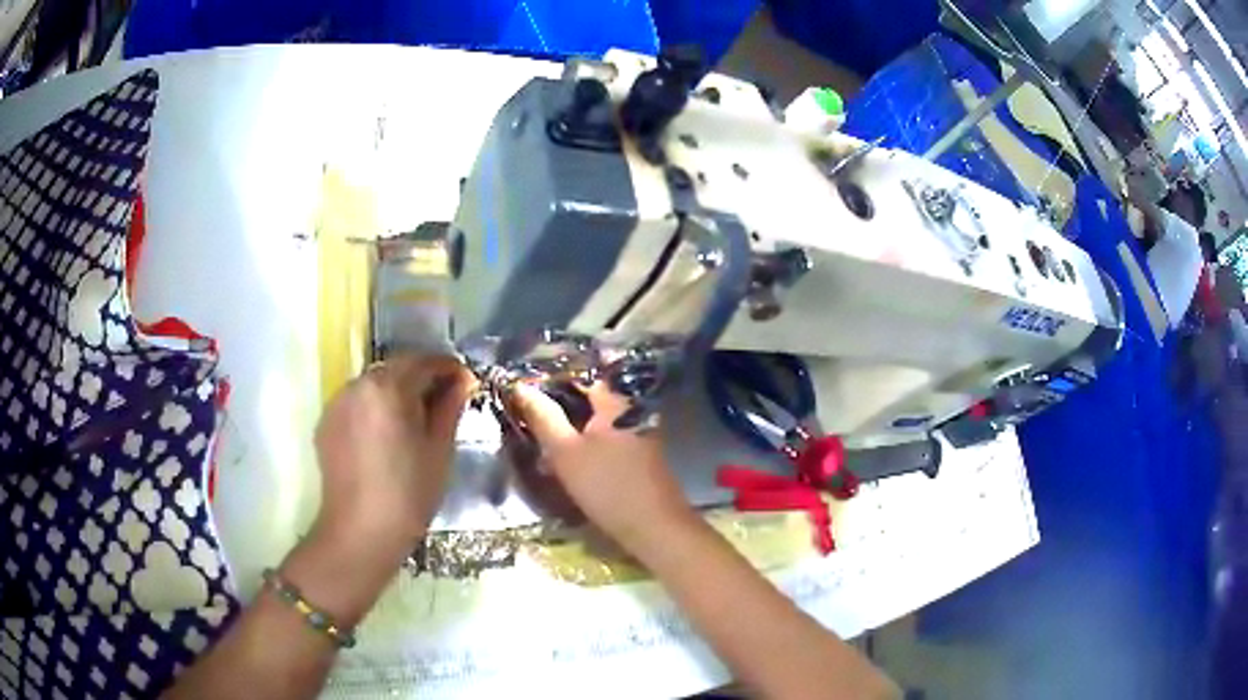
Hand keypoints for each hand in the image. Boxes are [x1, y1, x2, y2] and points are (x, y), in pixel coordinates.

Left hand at [312, 355, 472, 556]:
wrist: (360, 532)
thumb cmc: (409, 493)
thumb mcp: (439, 450)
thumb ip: (450, 407)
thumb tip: (462, 381)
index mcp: (388, 386)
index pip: (424, 361)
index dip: (448, 368)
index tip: (465, 382)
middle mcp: (358, 384)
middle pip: (395, 369)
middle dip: (420, 379)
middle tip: (443, 402)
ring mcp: (337, 403)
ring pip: (373, 385)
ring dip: (395, 393)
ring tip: (412, 421)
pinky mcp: (326, 424)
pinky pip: (356, 404)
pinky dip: (374, 409)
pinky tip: (385, 437)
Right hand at [510, 383, 698, 551]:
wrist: (654, 527)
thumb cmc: (608, 486)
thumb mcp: (565, 452)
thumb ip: (543, 417)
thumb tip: (521, 386)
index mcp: (616, 400)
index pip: (581, 372)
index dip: (551, 373)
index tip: (524, 380)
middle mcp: (631, 407)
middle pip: (589, 392)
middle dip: (557, 397)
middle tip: (526, 404)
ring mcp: (638, 429)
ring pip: (596, 414)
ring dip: (568, 419)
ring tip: (538, 427)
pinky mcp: (637, 451)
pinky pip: (605, 432)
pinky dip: (583, 435)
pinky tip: (563, 450)